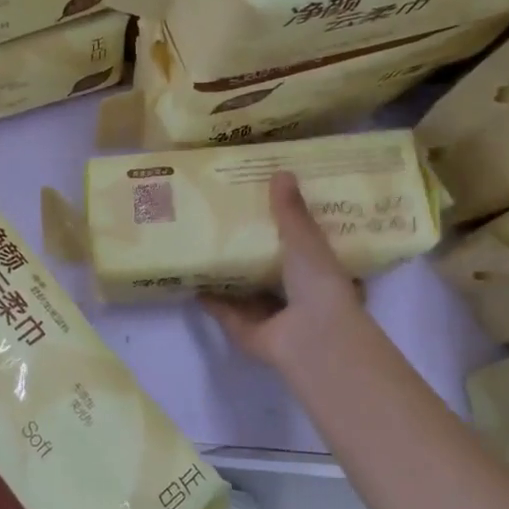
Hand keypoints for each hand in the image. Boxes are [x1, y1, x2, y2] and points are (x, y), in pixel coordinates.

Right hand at [203, 170, 368, 376]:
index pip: (301, 248)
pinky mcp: (247, 332)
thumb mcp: (305, 240)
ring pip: (245, 291)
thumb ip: (290, 211)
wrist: (312, 337)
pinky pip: (224, 310)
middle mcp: (296, 296)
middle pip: (268, 270)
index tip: (263, 205)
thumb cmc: (318, 284)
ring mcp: (271, 317)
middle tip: (225, 222)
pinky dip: (210, 297)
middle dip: (250, 251)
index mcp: (318, 273)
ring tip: (202, 246)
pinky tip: (190, 278)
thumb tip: (281, 171)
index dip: (284, 229)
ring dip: (228, 274)